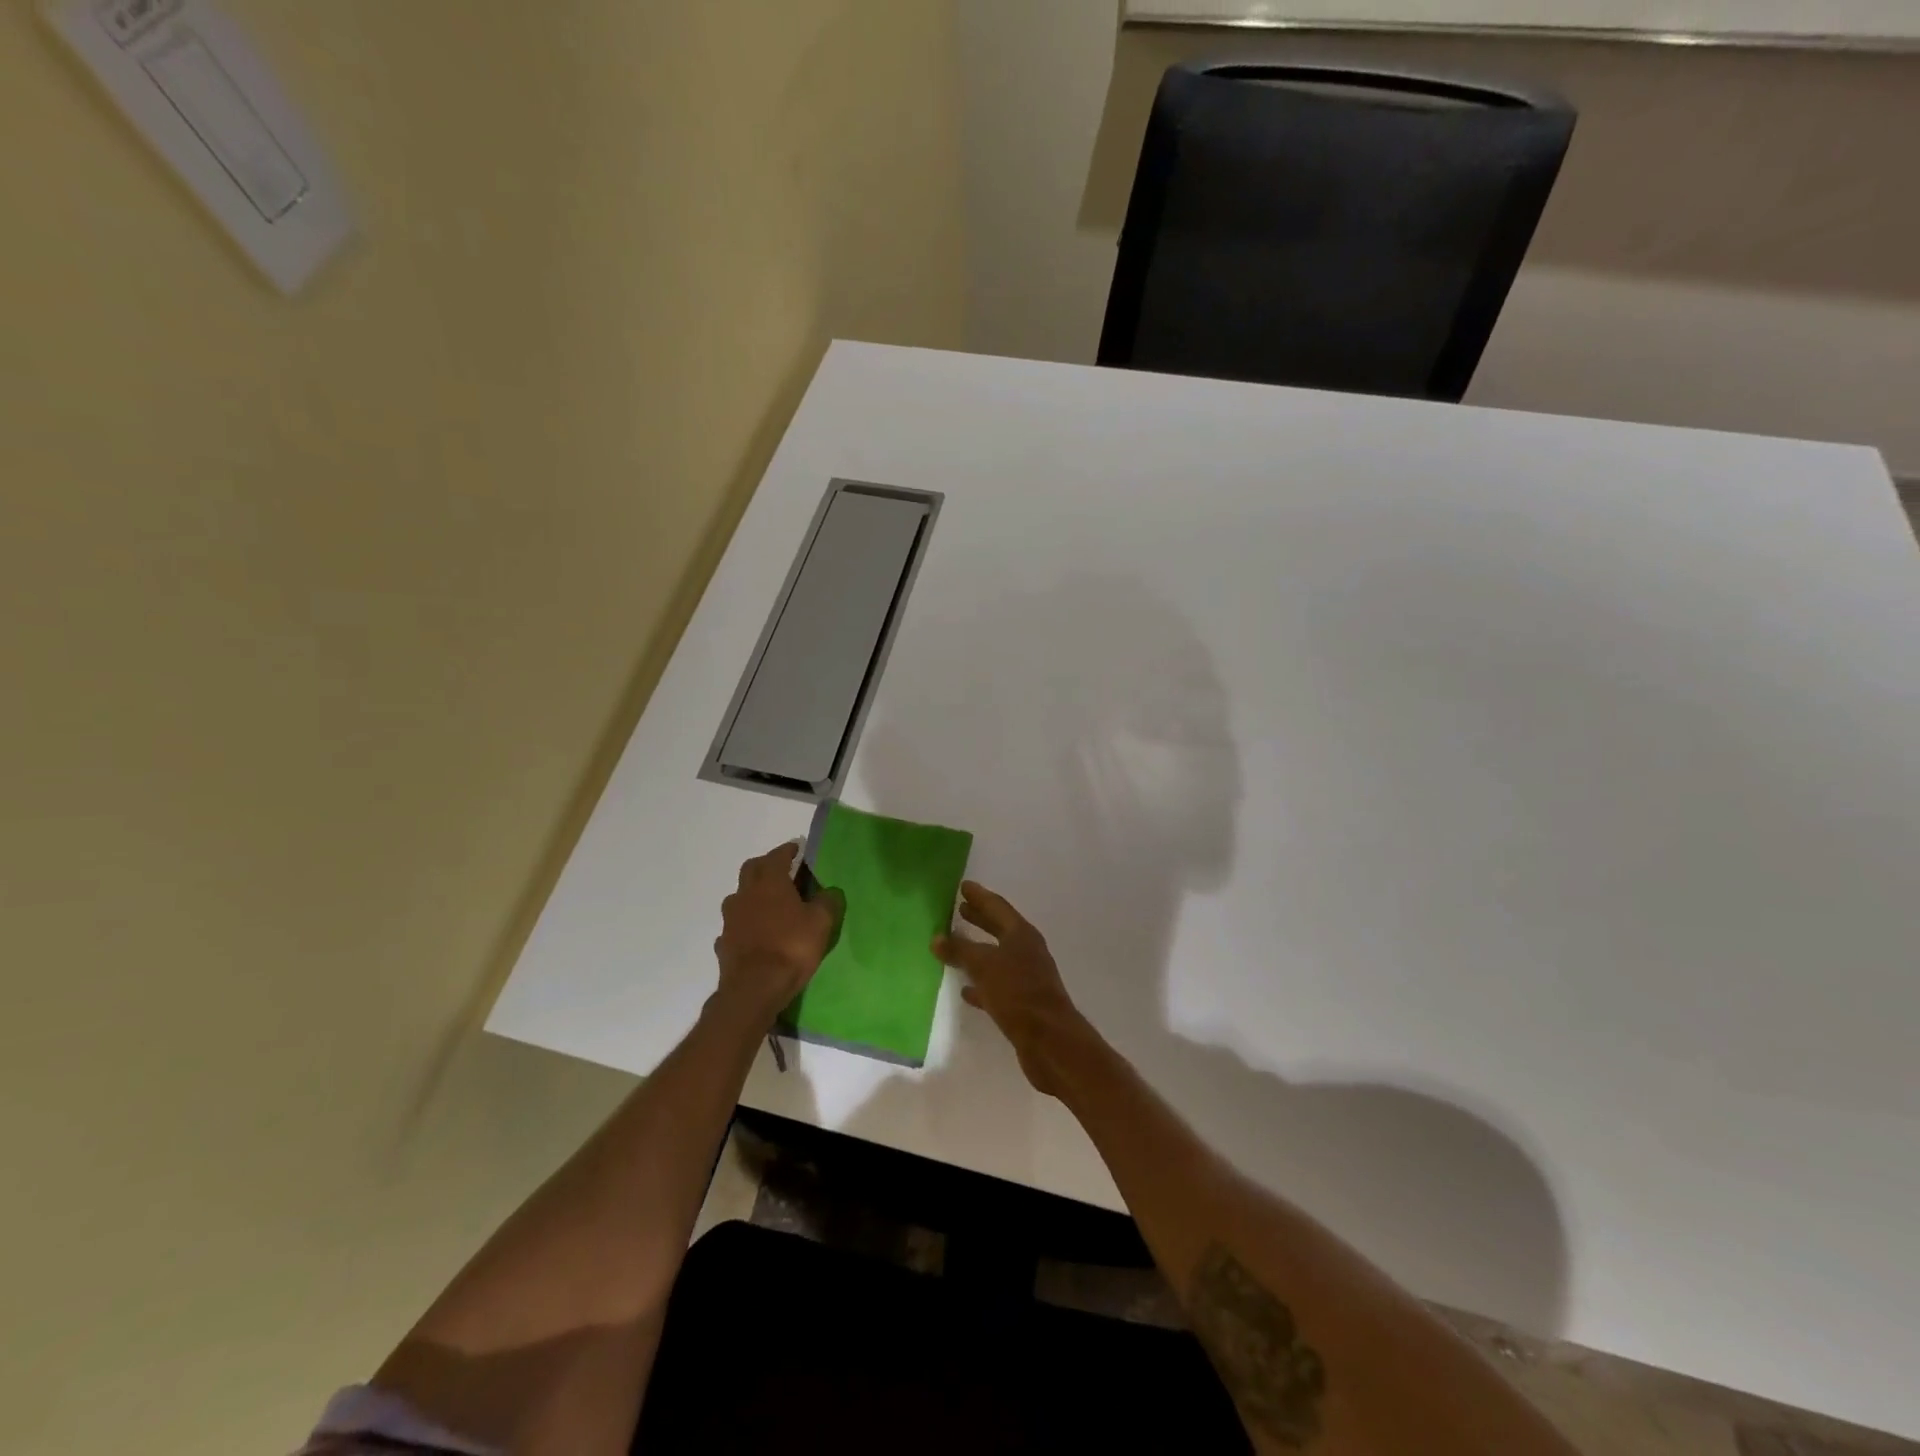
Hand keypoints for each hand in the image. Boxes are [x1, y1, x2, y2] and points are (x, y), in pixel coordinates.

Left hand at [714, 843, 835, 1026]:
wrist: (754, 988)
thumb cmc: (791, 947)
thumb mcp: (821, 922)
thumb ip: (826, 902)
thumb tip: (829, 890)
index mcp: (770, 882)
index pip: (777, 856)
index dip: (789, 850)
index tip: (797, 848)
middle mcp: (745, 894)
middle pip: (752, 869)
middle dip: (766, 865)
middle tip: (782, 871)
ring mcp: (730, 919)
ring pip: (739, 896)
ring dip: (753, 894)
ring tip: (769, 904)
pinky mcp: (724, 942)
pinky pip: (735, 925)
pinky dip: (745, 923)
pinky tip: (755, 933)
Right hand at [934, 882, 1088, 1096]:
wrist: (1050, 1041)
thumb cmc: (1017, 993)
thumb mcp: (984, 966)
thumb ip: (960, 950)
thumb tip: (937, 937)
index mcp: (1022, 935)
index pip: (997, 907)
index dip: (980, 896)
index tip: (963, 886)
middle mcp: (1027, 951)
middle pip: (1000, 929)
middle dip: (980, 919)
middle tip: (960, 909)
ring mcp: (1027, 978)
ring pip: (997, 957)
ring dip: (978, 951)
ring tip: (955, 946)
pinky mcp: (1023, 1003)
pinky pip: (997, 986)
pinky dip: (981, 983)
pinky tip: (965, 989)